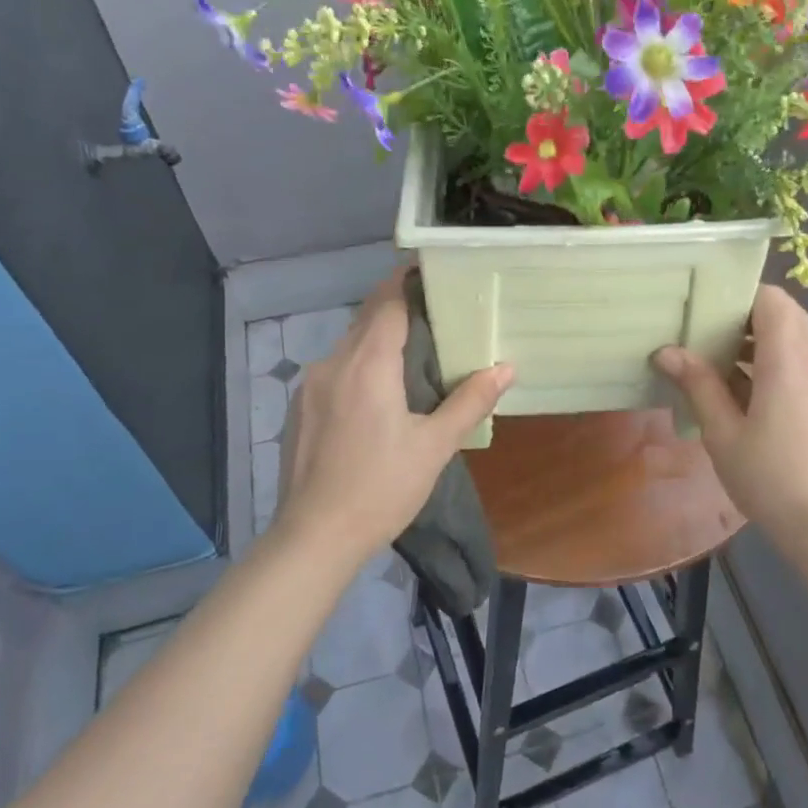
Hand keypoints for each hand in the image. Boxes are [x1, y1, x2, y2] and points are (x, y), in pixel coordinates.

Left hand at [275, 268, 512, 558]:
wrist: (314, 536)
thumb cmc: (381, 488)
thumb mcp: (435, 446)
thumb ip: (470, 401)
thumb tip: (506, 367)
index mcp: (367, 364)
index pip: (388, 301)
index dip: (408, 281)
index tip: (433, 271)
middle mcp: (333, 363)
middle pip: (367, 319)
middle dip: (398, 307)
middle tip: (436, 311)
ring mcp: (310, 386)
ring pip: (349, 345)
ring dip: (378, 338)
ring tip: (413, 352)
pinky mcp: (301, 408)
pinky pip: (335, 370)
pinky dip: (359, 364)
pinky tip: (378, 393)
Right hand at [653, 285, 807, 551]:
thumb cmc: (770, 477)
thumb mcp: (722, 432)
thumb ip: (698, 384)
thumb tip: (667, 351)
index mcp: (790, 357)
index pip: (770, 298)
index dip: (737, 297)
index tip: (703, 312)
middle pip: (785, 314)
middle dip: (745, 319)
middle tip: (705, 338)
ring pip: (798, 338)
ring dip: (761, 342)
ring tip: (720, 367)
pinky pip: (807, 362)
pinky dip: (779, 363)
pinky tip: (750, 396)